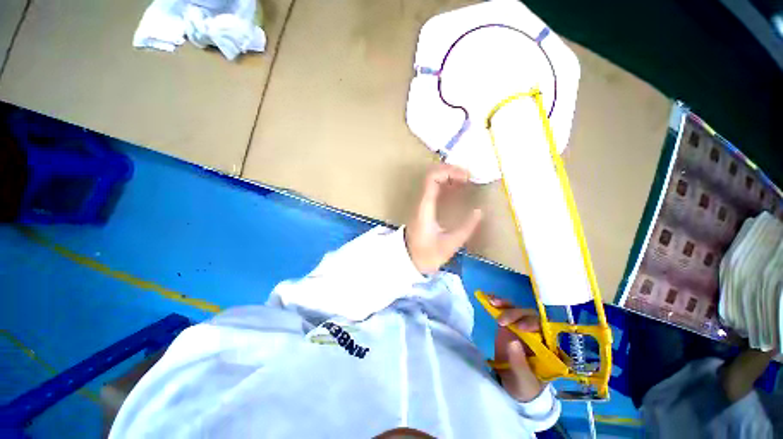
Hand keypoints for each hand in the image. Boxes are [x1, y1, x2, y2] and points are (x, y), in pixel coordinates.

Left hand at [404, 164, 482, 274]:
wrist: (408, 261)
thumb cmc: (427, 254)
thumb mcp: (449, 244)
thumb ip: (466, 228)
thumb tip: (479, 211)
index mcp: (425, 207)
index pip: (432, 178)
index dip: (449, 171)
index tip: (466, 177)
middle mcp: (420, 202)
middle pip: (432, 175)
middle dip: (451, 171)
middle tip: (469, 177)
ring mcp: (420, 204)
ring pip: (432, 181)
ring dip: (449, 176)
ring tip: (466, 180)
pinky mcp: (423, 208)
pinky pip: (433, 189)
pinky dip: (446, 184)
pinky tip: (457, 189)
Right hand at [489, 295, 544, 402]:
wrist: (513, 388)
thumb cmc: (525, 387)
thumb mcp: (524, 380)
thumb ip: (520, 364)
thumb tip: (512, 341)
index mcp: (549, 347)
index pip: (546, 329)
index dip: (535, 325)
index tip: (521, 328)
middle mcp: (538, 334)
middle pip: (531, 316)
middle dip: (517, 314)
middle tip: (501, 321)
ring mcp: (523, 328)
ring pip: (518, 310)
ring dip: (506, 305)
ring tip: (492, 303)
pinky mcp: (509, 325)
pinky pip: (505, 311)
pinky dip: (498, 304)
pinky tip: (489, 298)